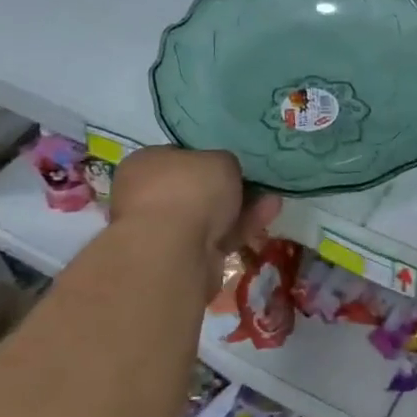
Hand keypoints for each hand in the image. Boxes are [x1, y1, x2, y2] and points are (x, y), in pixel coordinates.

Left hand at [110, 147, 280, 253]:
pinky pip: (216, 237)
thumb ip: (223, 163)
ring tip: (273, 199)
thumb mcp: (219, 159)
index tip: (230, 163)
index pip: (176, 157)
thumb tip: (223, 172)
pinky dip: (241, 227)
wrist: (173, 250)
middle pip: (193, 190)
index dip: (205, 159)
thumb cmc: (188, 189)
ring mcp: (162, 232)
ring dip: (241, 208)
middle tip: (256, 183)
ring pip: (208, 216)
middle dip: (227, 188)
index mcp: (143, 165)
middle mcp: (145, 197)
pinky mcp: (182, 259)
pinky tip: (268, 215)